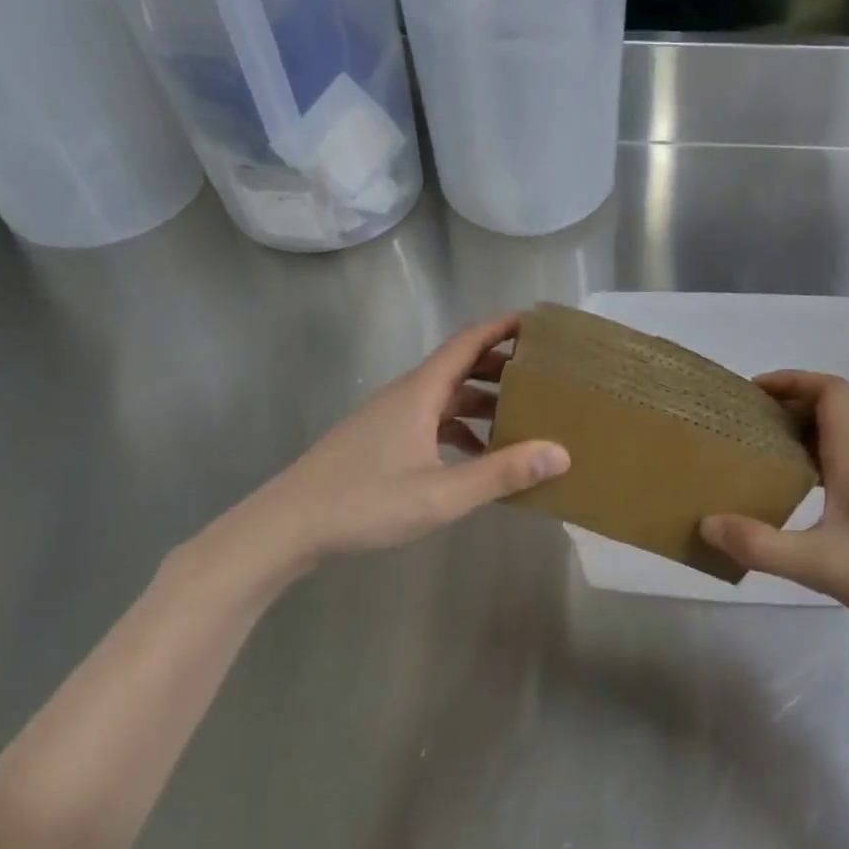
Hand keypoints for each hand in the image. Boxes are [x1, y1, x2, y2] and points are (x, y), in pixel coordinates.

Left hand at [177, 315, 567, 601]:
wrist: (288, 525)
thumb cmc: (364, 502)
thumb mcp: (440, 494)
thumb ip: (500, 473)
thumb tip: (560, 453)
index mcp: (420, 393)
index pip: (468, 342)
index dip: (502, 328)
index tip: (538, 324)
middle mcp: (407, 396)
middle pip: (461, 366)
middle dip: (502, 366)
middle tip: (544, 375)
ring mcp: (392, 419)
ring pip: (447, 397)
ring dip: (483, 401)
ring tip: (523, 418)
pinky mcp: (383, 441)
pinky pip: (433, 422)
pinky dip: (462, 429)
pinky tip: (479, 457)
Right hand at [700, 372, 848, 648]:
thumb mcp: (822, 564)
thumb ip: (761, 545)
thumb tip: (706, 524)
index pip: (829, 390)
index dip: (791, 380)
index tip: (752, 393)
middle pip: (827, 412)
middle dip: (784, 409)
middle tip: (741, 429)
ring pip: (834, 442)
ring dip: (797, 440)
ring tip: (757, 462)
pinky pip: (841, 469)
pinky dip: (812, 468)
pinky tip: (794, 502)